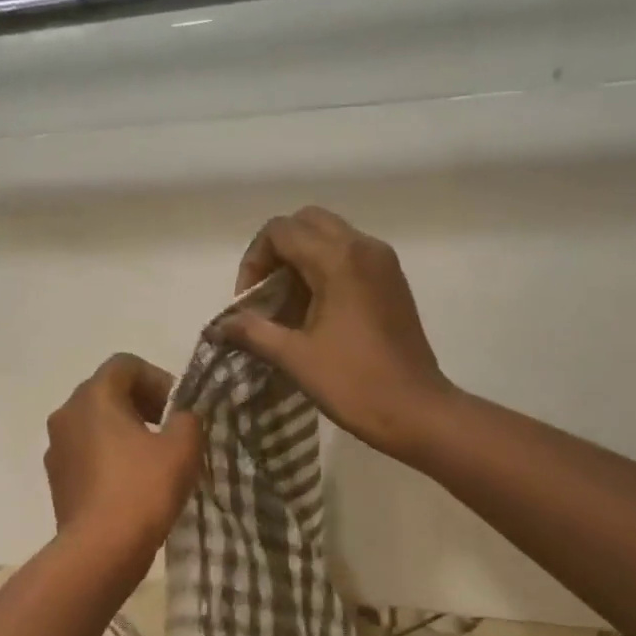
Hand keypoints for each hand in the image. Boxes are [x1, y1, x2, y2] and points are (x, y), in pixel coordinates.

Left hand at [45, 354, 201, 566]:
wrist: (101, 549)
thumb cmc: (143, 488)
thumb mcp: (183, 447)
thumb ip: (188, 419)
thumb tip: (181, 418)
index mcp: (93, 396)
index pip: (125, 365)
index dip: (158, 378)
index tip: (178, 409)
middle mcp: (66, 414)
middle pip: (107, 392)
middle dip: (142, 405)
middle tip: (170, 431)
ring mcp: (56, 448)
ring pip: (95, 425)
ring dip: (125, 432)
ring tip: (153, 460)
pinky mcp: (57, 480)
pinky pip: (87, 454)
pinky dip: (110, 457)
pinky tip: (133, 484)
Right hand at [220, 207, 454, 459]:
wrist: (416, 411)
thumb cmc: (354, 384)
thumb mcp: (295, 358)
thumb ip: (253, 332)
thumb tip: (219, 326)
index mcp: (339, 259)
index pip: (281, 231)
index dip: (254, 261)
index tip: (249, 303)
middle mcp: (364, 247)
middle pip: (306, 224)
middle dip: (277, 253)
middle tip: (266, 295)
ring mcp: (383, 263)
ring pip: (330, 238)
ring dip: (301, 262)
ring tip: (287, 309)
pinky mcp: (392, 282)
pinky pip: (350, 257)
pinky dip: (325, 271)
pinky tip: (315, 314)